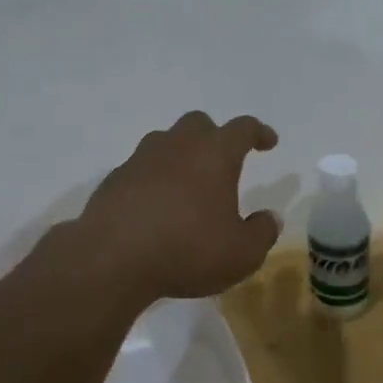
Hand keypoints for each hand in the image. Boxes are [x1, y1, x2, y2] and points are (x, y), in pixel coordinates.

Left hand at [72, 111, 282, 302]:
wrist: (112, 258)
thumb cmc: (187, 250)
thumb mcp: (241, 254)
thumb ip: (261, 233)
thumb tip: (270, 217)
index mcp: (214, 154)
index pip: (242, 128)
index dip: (258, 132)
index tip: (268, 142)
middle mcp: (176, 146)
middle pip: (198, 124)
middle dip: (214, 136)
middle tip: (222, 161)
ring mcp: (140, 159)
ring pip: (165, 142)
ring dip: (180, 155)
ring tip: (188, 184)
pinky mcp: (114, 179)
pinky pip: (140, 169)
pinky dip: (153, 179)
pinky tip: (156, 206)